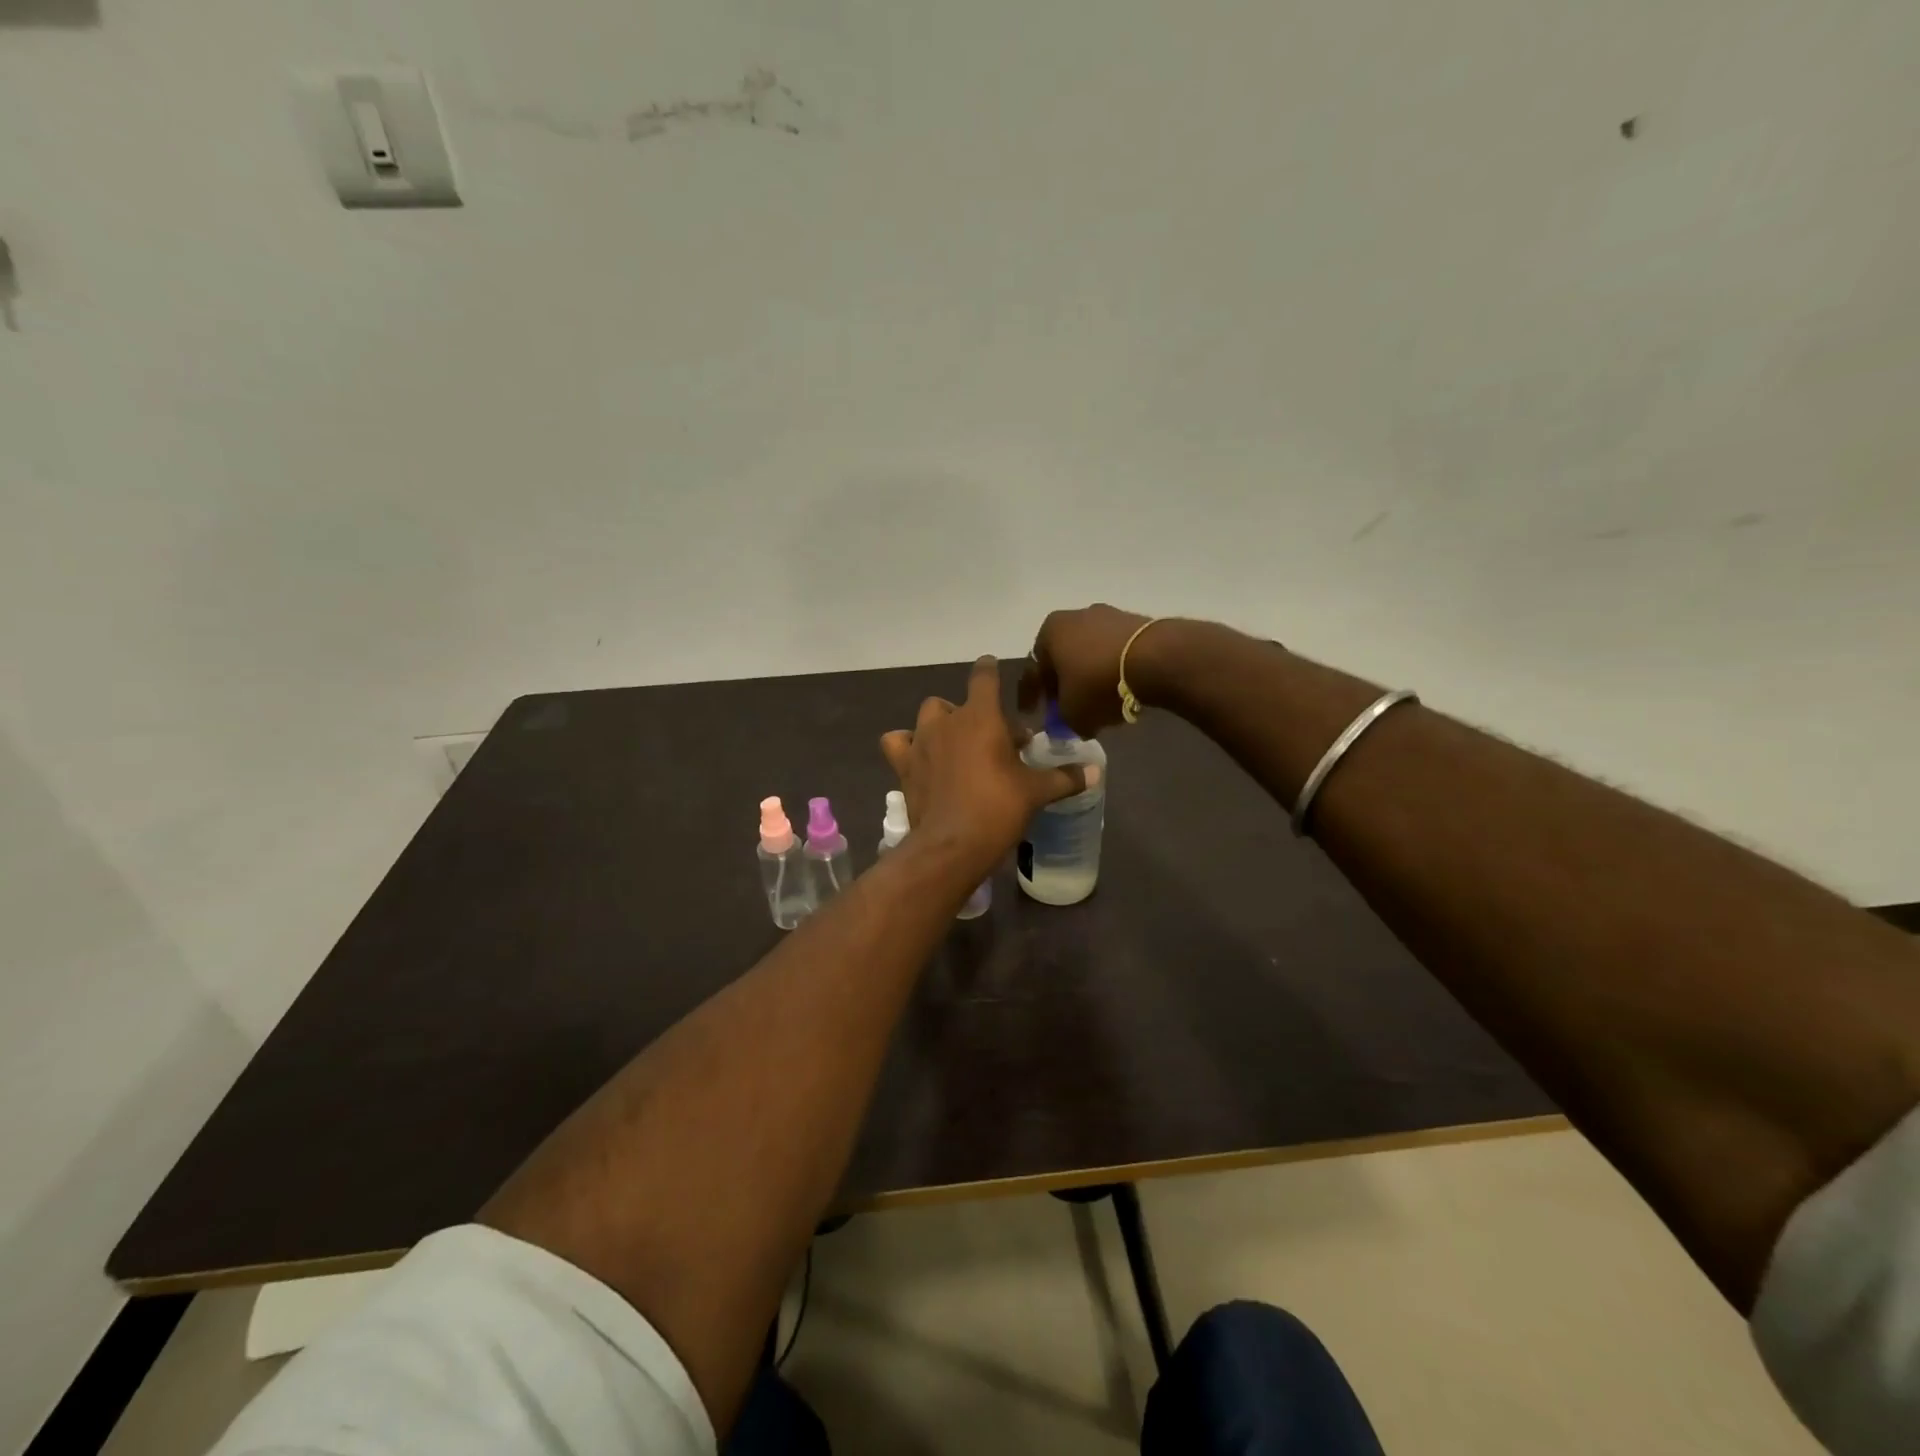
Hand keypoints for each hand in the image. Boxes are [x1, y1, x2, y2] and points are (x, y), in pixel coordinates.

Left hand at [881, 657, 1086, 867]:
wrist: (952, 844)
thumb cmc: (998, 808)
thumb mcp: (1037, 792)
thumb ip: (1065, 777)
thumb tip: (1095, 772)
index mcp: (981, 716)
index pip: (984, 676)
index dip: (989, 668)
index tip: (992, 665)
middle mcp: (947, 720)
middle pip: (957, 702)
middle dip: (974, 715)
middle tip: (992, 740)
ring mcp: (921, 741)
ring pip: (928, 716)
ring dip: (940, 724)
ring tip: (955, 745)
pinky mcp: (904, 764)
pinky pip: (897, 742)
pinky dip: (906, 744)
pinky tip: (919, 756)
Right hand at [1018, 603, 1160, 736]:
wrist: (1156, 658)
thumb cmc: (1099, 683)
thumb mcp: (1072, 714)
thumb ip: (1064, 720)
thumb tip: (1072, 723)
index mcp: (1049, 632)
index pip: (1033, 670)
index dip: (1030, 696)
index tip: (1031, 713)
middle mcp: (1075, 616)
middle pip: (1062, 658)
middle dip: (1063, 683)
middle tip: (1065, 707)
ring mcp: (1108, 615)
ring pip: (1089, 653)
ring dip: (1089, 676)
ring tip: (1097, 702)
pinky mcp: (1137, 622)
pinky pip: (1115, 652)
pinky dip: (1113, 670)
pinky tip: (1120, 690)